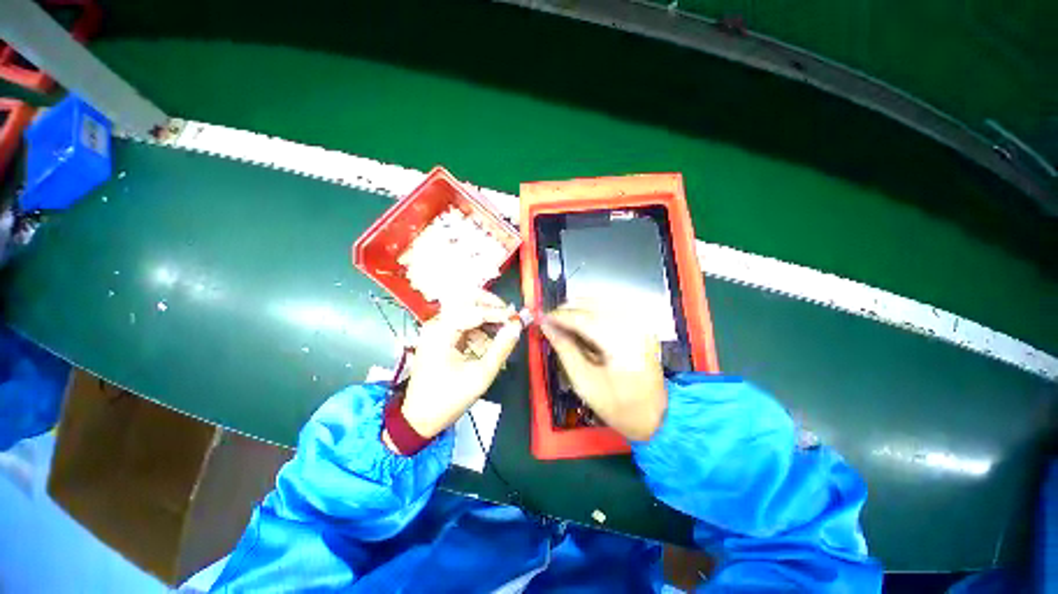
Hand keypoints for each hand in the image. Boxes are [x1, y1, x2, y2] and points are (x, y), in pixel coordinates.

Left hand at [398, 290, 523, 439]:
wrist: (419, 419)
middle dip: (491, 304)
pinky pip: (463, 323)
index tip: (518, 319)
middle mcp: (436, 323)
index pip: (475, 310)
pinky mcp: (440, 336)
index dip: (499, 312)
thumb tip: (516, 326)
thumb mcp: (481, 375)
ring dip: (486, 317)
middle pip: (466, 299)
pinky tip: (489, 342)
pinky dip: (478, 328)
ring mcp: (437, 328)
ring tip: (503, 332)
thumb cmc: (449, 399)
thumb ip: (501, 348)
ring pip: (466, 309)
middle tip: (510, 315)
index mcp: (441, 331)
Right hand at [541, 304, 666, 440]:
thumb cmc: (618, 405)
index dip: (560, 316)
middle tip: (551, 319)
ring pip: (603, 302)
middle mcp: (633, 327)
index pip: (583, 319)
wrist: (656, 416)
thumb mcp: (584, 382)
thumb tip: (547, 327)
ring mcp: (640, 324)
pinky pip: (613, 308)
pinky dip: (595, 309)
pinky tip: (584, 319)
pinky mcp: (641, 326)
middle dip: (569, 309)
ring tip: (564, 319)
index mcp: (620, 344)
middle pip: (594, 305)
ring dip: (580, 307)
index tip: (542, 317)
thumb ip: (565, 349)